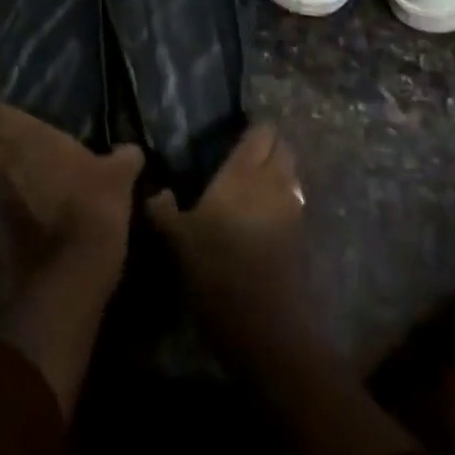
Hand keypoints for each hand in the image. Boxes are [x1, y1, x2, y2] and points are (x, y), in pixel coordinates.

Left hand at [0, 101, 141, 272]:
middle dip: (3, 142)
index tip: (14, 111)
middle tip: (26, 143)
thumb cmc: (93, 206)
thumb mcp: (119, 176)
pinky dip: (11, 203)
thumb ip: (123, 156)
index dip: (0, 108)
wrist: (68, 276)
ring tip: (29, 176)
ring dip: (7, 174)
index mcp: (29, 136)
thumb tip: (131, 149)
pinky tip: (31, 209)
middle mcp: (4, 160)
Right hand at [147, 124, 309, 355]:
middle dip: (268, 144)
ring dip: (279, 169)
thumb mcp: (178, 240)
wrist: (264, 327)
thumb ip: (164, 210)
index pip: (260, 133)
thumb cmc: (217, 271)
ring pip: (291, 173)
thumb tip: (154, 192)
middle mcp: (273, 182)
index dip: (253, 127)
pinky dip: (283, 196)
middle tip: (244, 151)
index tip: (235, 129)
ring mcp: (291, 210)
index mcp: (243, 173)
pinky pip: (294, 200)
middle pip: (282, 148)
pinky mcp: (300, 237)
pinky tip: (263, 211)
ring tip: (254, 179)